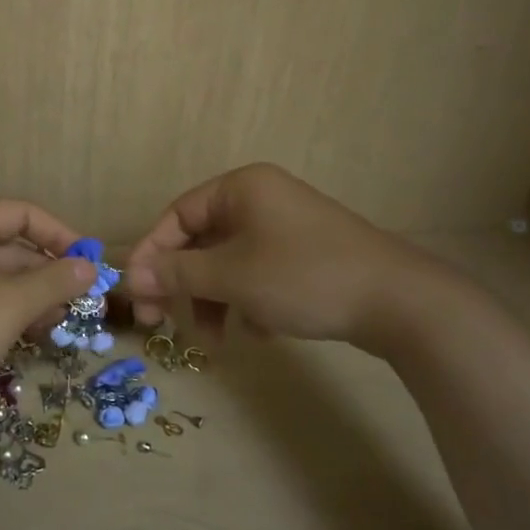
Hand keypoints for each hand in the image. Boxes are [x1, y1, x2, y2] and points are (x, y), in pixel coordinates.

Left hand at [0, 200, 96, 399]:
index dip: (60, 235)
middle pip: (9, 245)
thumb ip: (54, 282)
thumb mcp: (9, 304)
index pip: (22, 213)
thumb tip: (89, 267)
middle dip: (46, 273)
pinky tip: (24, 335)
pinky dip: (2, 309)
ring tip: (55, 326)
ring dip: (28, 296)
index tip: (87, 264)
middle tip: (76, 304)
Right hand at [123, 163, 451, 351]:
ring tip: (217, 340)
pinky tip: (260, 331)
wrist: (399, 302)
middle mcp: (261, 200)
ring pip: (229, 264)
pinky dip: (248, 302)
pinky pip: (258, 275)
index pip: (177, 215)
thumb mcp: (232, 276)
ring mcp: (286, 228)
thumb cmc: (304, 276)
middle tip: (160, 323)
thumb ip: (177, 273)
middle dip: (183, 285)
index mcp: (241, 188)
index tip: (135, 292)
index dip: (151, 253)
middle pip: (201, 242)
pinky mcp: (306, 257)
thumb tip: (130, 275)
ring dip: (214, 301)